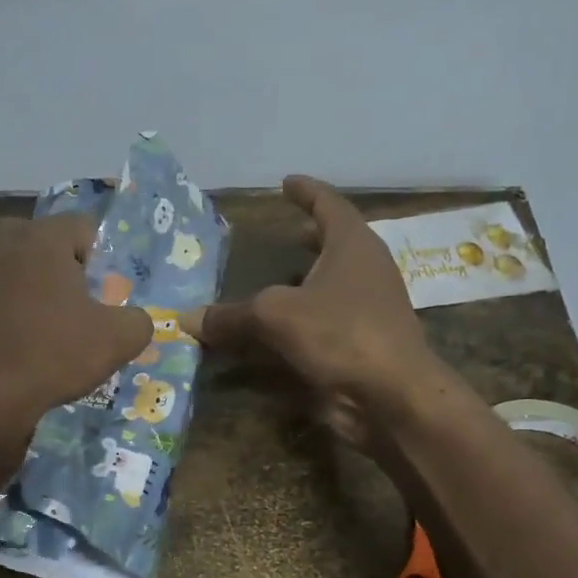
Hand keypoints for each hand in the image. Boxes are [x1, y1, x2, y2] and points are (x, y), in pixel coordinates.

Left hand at [0, 213, 152, 449]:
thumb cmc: (53, 354)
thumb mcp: (117, 341)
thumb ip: (138, 321)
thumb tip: (136, 320)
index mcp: (42, 237)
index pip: (85, 228)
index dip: (104, 259)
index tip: (109, 293)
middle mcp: (2, 241)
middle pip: (47, 247)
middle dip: (66, 272)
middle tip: (82, 309)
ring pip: (16, 272)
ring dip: (34, 292)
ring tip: (50, 330)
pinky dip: (8, 314)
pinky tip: (20, 346)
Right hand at [187, 177, 445, 446]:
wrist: (391, 394)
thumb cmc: (340, 333)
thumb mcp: (276, 316)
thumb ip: (231, 315)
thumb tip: (186, 319)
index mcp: (352, 245)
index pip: (328, 204)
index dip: (306, 191)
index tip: (286, 182)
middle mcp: (365, 270)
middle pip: (336, 244)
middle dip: (309, 238)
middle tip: (283, 234)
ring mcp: (368, 309)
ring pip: (331, 285)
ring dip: (304, 283)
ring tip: (273, 282)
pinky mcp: (363, 343)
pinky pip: (325, 322)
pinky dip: (302, 321)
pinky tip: (277, 332)